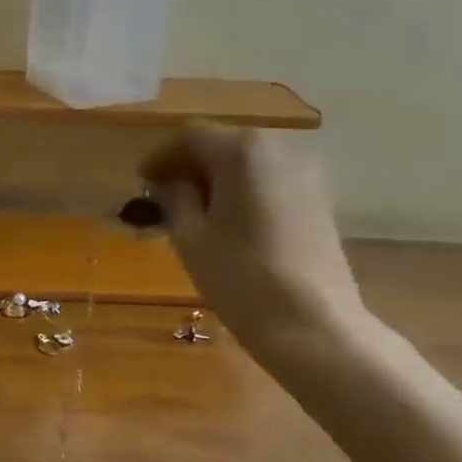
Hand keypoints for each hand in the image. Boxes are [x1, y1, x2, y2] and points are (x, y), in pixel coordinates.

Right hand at [140, 125, 365, 355]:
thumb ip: (175, 199)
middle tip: (164, 195)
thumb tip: (170, 184)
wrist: (312, 324)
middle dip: (190, 166)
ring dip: (218, 178)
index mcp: (242, 150)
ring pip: (249, 163)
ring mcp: (306, 173)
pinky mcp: (319, 199)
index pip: (191, 137)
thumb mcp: (190, 237)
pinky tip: (228, 220)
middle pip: (223, 144)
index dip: (161, 157)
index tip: (142, 182)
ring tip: (193, 210)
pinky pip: (270, 181)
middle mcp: (279, 148)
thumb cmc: (240, 277)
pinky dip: (244, 190)